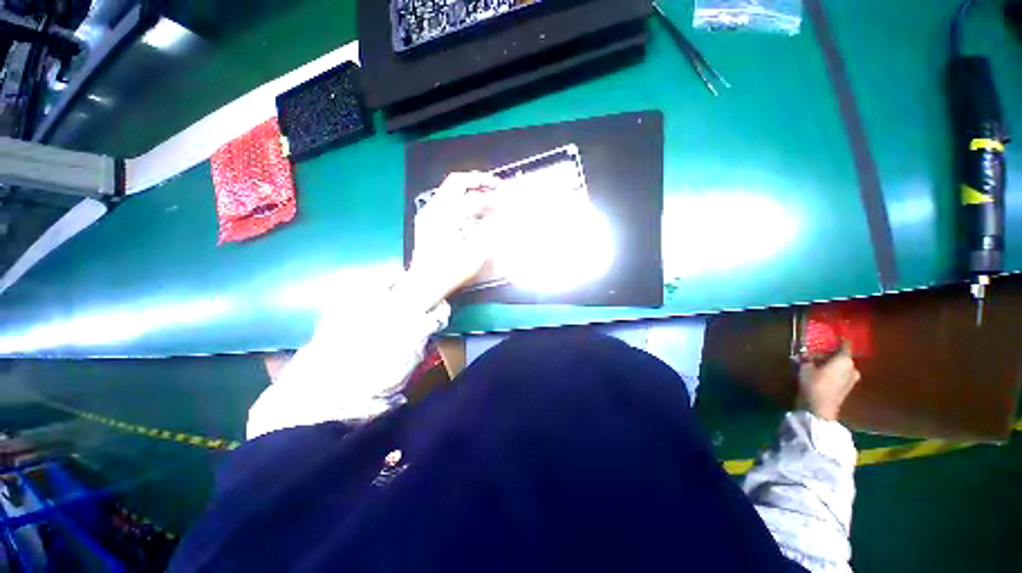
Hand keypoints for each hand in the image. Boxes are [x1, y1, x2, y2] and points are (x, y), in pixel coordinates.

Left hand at [403, 172, 502, 310]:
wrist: (423, 284)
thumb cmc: (449, 272)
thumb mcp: (475, 255)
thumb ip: (490, 232)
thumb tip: (501, 216)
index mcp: (446, 217)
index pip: (473, 199)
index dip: (492, 199)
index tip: (506, 201)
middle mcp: (434, 209)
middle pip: (456, 182)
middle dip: (478, 180)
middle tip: (496, 185)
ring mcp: (428, 214)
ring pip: (450, 190)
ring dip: (470, 190)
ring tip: (488, 196)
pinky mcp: (427, 220)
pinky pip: (446, 200)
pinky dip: (461, 199)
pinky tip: (472, 210)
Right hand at [797, 344, 860, 421]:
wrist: (820, 408)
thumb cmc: (814, 383)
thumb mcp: (805, 367)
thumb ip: (807, 358)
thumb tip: (805, 353)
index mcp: (844, 359)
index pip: (845, 344)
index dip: (839, 339)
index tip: (831, 336)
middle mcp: (853, 368)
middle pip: (843, 357)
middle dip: (831, 355)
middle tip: (817, 354)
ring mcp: (852, 380)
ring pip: (842, 367)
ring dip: (832, 365)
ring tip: (818, 366)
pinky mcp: (848, 389)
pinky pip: (841, 376)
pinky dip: (834, 374)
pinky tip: (822, 376)